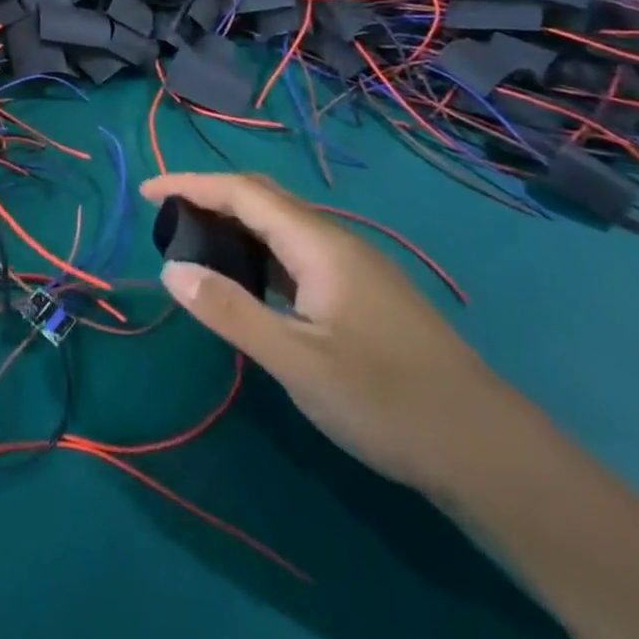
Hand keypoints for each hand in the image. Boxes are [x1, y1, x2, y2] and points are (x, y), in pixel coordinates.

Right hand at [143, 173, 512, 494]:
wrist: (492, 454)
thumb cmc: (388, 401)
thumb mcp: (297, 361)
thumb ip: (230, 311)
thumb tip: (170, 270)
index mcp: (319, 245)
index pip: (242, 192)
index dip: (190, 184)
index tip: (146, 191)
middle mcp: (338, 243)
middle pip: (264, 198)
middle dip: (210, 196)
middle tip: (166, 216)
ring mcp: (356, 269)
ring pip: (283, 225)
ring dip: (235, 223)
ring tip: (196, 244)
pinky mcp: (364, 296)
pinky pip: (298, 253)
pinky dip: (259, 251)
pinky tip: (250, 282)